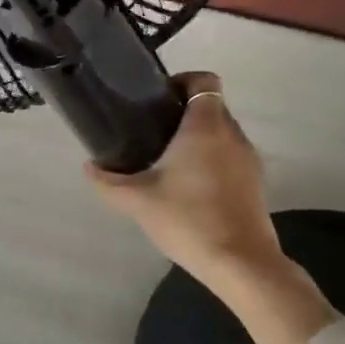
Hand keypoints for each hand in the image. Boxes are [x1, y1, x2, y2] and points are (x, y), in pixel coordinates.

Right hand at [88, 73, 336, 343]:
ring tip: (168, 157)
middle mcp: (232, 134)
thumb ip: (109, 181)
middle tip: (152, 129)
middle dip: (183, 110)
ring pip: (222, 131)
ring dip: (198, 135)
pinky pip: (230, 154)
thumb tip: (89, 167)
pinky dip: (211, 157)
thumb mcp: (137, 201)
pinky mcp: (255, 182)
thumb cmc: (188, 219)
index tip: (156, 98)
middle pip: (211, 105)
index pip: (204, 80)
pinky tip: (189, 183)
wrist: (240, 263)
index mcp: (205, 126)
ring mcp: (248, 159)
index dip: (181, 80)